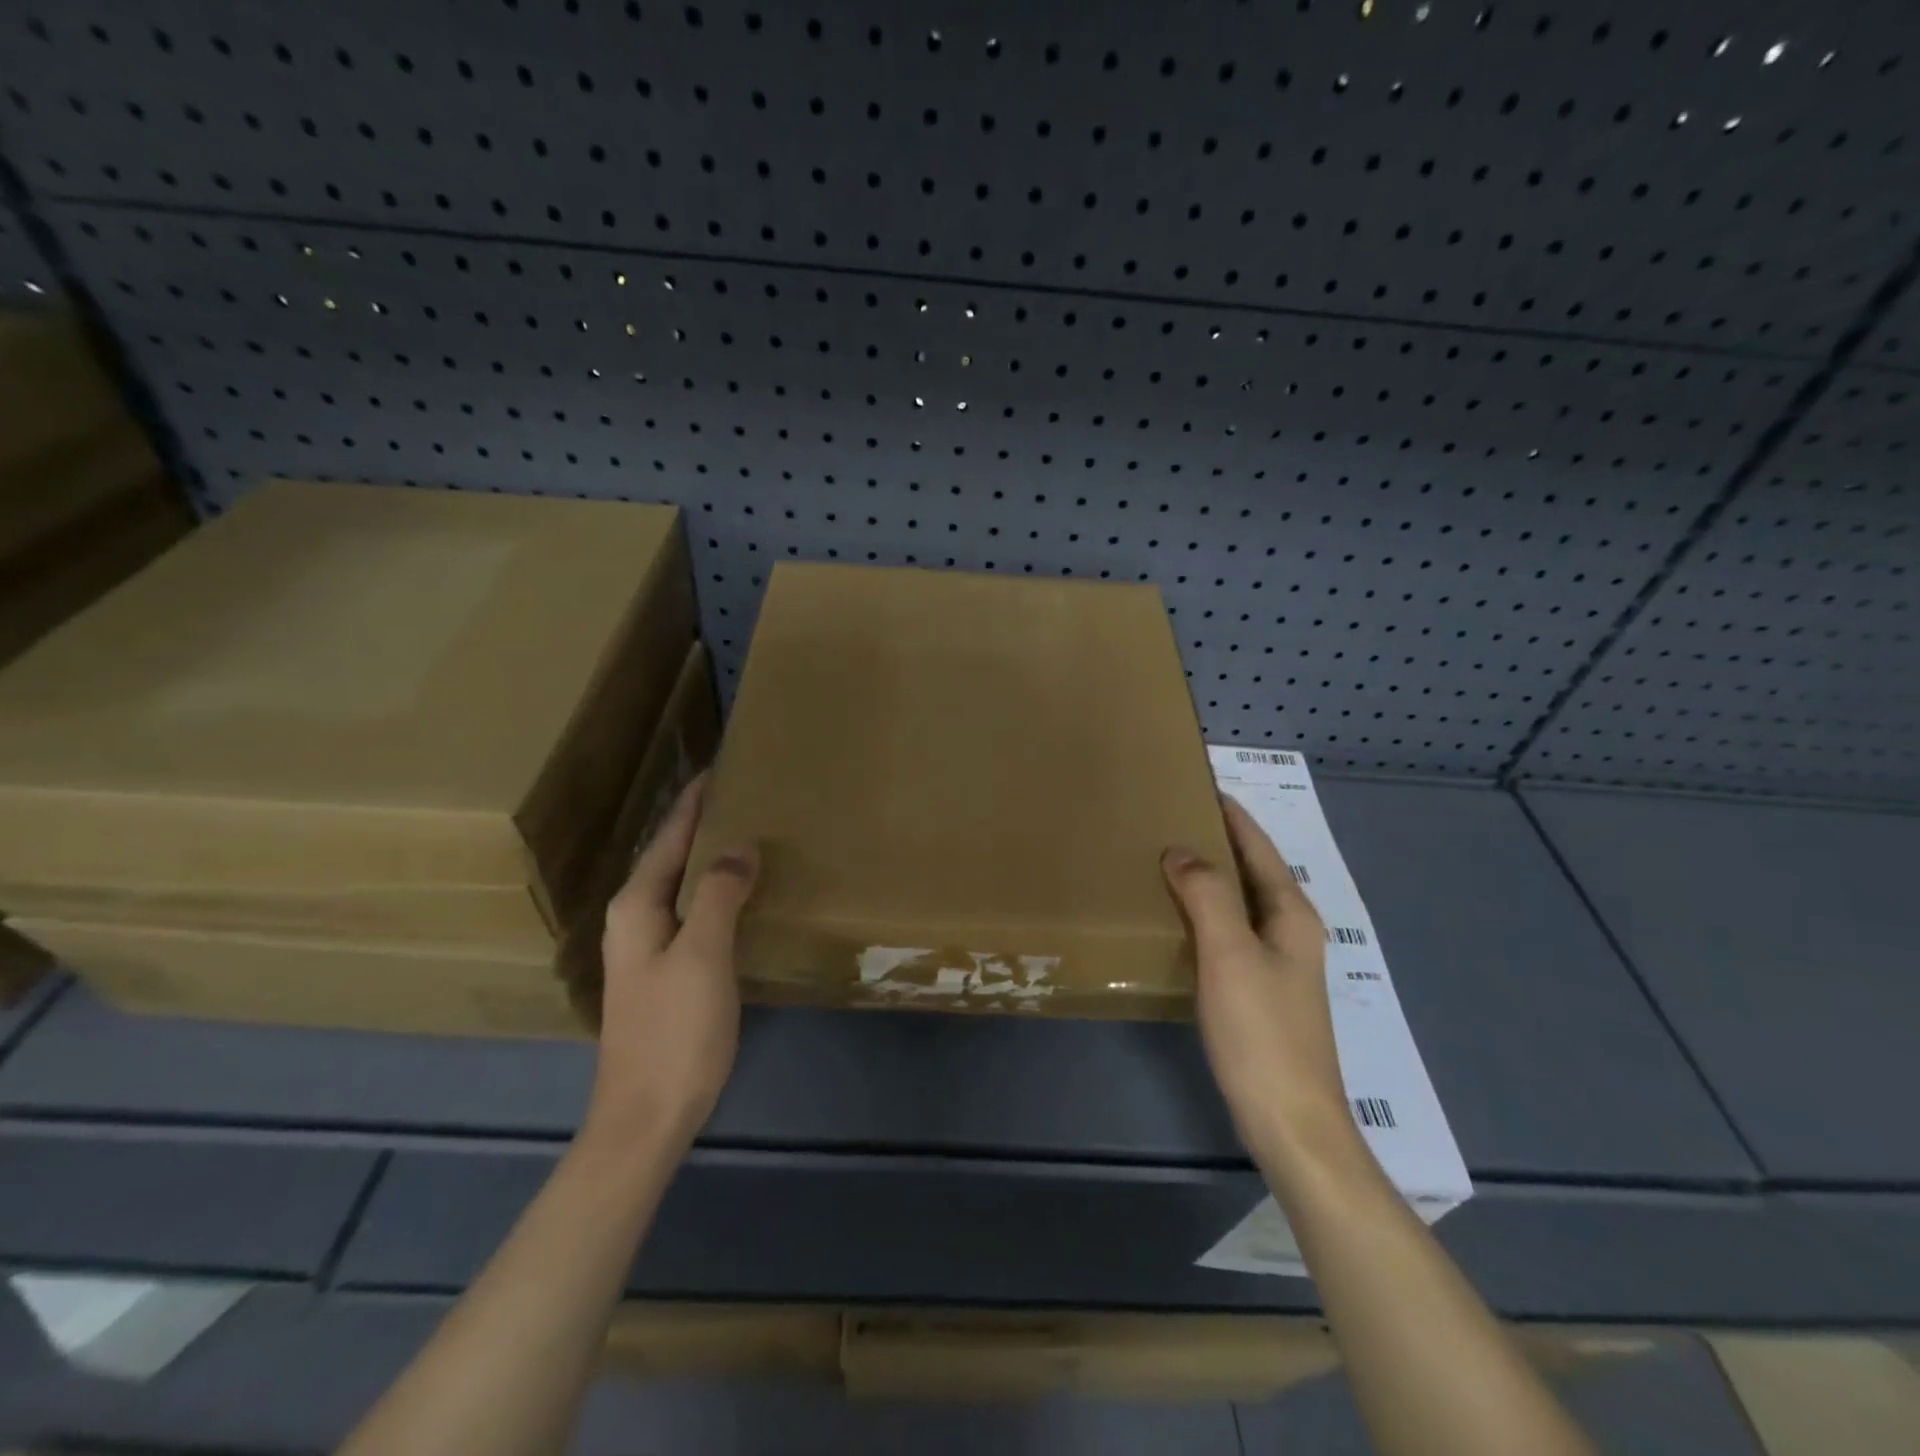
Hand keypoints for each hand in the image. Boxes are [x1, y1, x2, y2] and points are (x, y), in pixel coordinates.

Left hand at [585, 773, 758, 1156]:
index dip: (693, 803)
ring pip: (683, 885)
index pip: (669, 838)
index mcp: (637, 907)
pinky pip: (693, 912)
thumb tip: (740, 846)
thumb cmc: (675, 1031)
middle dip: (702, 823)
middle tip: (744, 795)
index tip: (719, 768)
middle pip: (672, 857)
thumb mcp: (701, 955)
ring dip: (710, 856)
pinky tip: (742, 893)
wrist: (648, 1115)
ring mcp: (649, 948)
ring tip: (748, 832)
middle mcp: (636, 920)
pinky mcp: (668, 972)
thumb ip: (718, 894)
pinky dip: (716, 891)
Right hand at [1162, 796, 1355, 1165]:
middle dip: (1217, 840)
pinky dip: (1204, 912)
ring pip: (1239, 902)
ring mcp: (1277, 963)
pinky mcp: (1259, 990)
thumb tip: (1181, 849)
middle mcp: (1289, 931)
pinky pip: (1229, 931)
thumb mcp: (1230, 954)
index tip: (1199, 784)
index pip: (1258, 847)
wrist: (1289, 1121)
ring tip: (1165, 858)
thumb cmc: (1262, 1032)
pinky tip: (1176, 918)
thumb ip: (1207, 895)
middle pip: (1252, 871)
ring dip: (1209, 876)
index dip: (1232, 814)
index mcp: (1290, 914)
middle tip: (1170, 816)